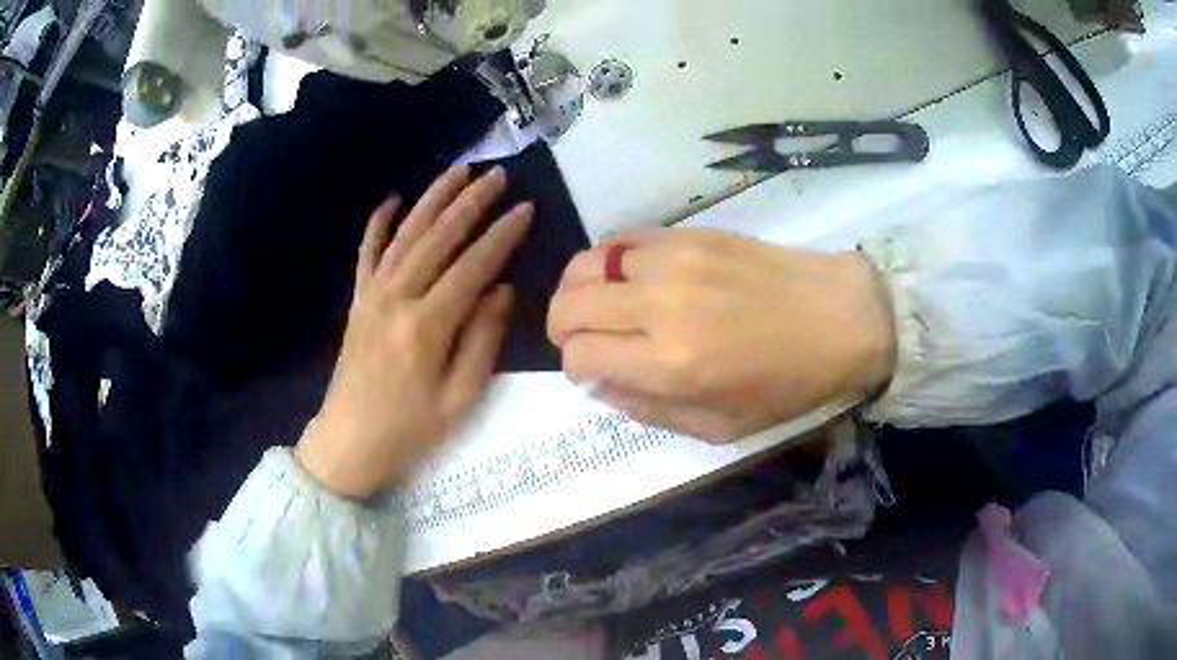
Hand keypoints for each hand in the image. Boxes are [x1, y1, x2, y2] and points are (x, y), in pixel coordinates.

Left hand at [296, 166, 531, 497]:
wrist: (349, 443)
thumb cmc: (410, 430)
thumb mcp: (459, 398)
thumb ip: (482, 340)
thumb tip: (501, 290)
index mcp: (427, 326)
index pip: (472, 266)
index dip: (502, 235)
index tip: (526, 208)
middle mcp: (397, 298)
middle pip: (438, 238)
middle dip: (471, 202)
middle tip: (497, 175)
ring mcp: (372, 295)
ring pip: (406, 234)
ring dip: (433, 199)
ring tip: (458, 171)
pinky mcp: (357, 301)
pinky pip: (367, 253)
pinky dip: (379, 223)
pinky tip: (393, 199)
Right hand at [548, 228, 894, 441]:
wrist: (837, 317)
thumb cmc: (786, 383)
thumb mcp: (718, 427)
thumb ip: (648, 410)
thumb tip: (599, 384)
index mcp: (670, 366)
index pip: (580, 357)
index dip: (575, 368)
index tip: (594, 372)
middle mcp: (660, 308)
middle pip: (569, 307)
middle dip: (563, 329)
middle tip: (584, 339)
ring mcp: (672, 261)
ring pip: (586, 265)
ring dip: (580, 290)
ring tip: (600, 305)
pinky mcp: (687, 233)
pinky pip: (620, 238)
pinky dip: (609, 260)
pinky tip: (627, 276)